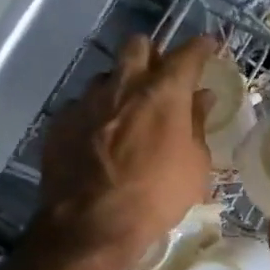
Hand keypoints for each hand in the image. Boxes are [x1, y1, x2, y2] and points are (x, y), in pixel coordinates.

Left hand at [39, 34, 215, 264]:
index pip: (187, 54)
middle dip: (153, 54)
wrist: (93, 223)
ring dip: (122, 85)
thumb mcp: (195, 165)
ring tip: (128, 111)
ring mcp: (87, 101)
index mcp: (163, 93)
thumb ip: (197, 125)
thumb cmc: (158, 196)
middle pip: (137, 46)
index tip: (208, 45)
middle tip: (162, 75)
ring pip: (108, 75)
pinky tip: (101, 137)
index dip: (200, 47)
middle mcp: (123, 85)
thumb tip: (201, 98)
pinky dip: (97, 114)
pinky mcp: (61, 121)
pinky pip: (83, 105)